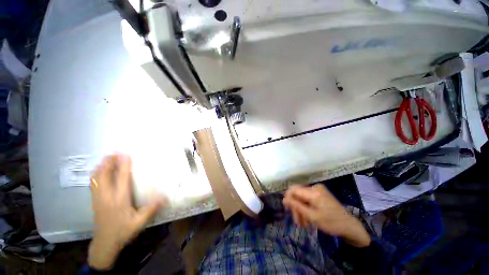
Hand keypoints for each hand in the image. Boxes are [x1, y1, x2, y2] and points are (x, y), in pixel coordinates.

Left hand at [88, 154, 165, 269]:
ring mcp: (98, 199)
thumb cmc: (123, 231)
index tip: (125, 154)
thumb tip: (165, 196)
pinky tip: (99, 172)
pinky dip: (96, 174)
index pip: (121, 178)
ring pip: (96, 178)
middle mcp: (107, 196)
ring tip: (107, 159)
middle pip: (104, 175)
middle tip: (114, 152)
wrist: (105, 243)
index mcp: (120, 200)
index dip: (124, 165)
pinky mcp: (94, 201)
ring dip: (101, 166)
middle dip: (108, 162)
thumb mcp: (140, 222)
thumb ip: (152, 209)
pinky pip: (93, 183)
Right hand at [283, 184, 370, 247]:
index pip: (294, 189)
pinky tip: (307, 218)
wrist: (350, 226)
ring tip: (302, 223)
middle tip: (297, 222)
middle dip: (296, 207)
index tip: (287, 209)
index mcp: (313, 192)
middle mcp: (315, 187)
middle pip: (298, 194)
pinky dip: (306, 208)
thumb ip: (297, 206)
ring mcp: (318, 190)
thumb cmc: (331, 223)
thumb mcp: (312, 216)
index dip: (288, 198)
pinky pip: (308, 199)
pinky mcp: (320, 194)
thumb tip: (283, 199)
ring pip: (302, 197)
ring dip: (301, 209)